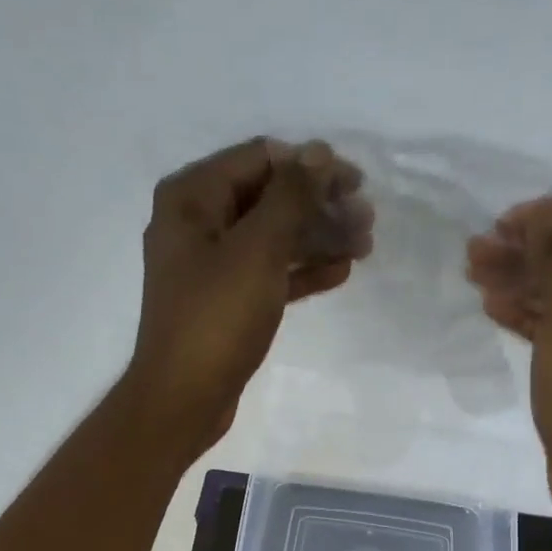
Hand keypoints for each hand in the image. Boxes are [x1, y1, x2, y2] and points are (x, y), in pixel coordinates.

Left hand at [128, 136, 372, 454]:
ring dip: (318, 238)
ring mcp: (211, 265)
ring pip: (272, 238)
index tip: (356, 183)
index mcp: (192, 198)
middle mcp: (197, 223)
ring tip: (364, 246)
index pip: (260, 159)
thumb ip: (290, 197)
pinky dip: (301, 271)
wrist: (184, 398)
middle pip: (268, 198)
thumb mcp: (257, 251)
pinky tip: (340, 273)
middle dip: (319, 205)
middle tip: (367, 219)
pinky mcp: (226, 301)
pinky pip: (268, 273)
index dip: (311, 165)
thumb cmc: (217, 318)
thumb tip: (319, 152)